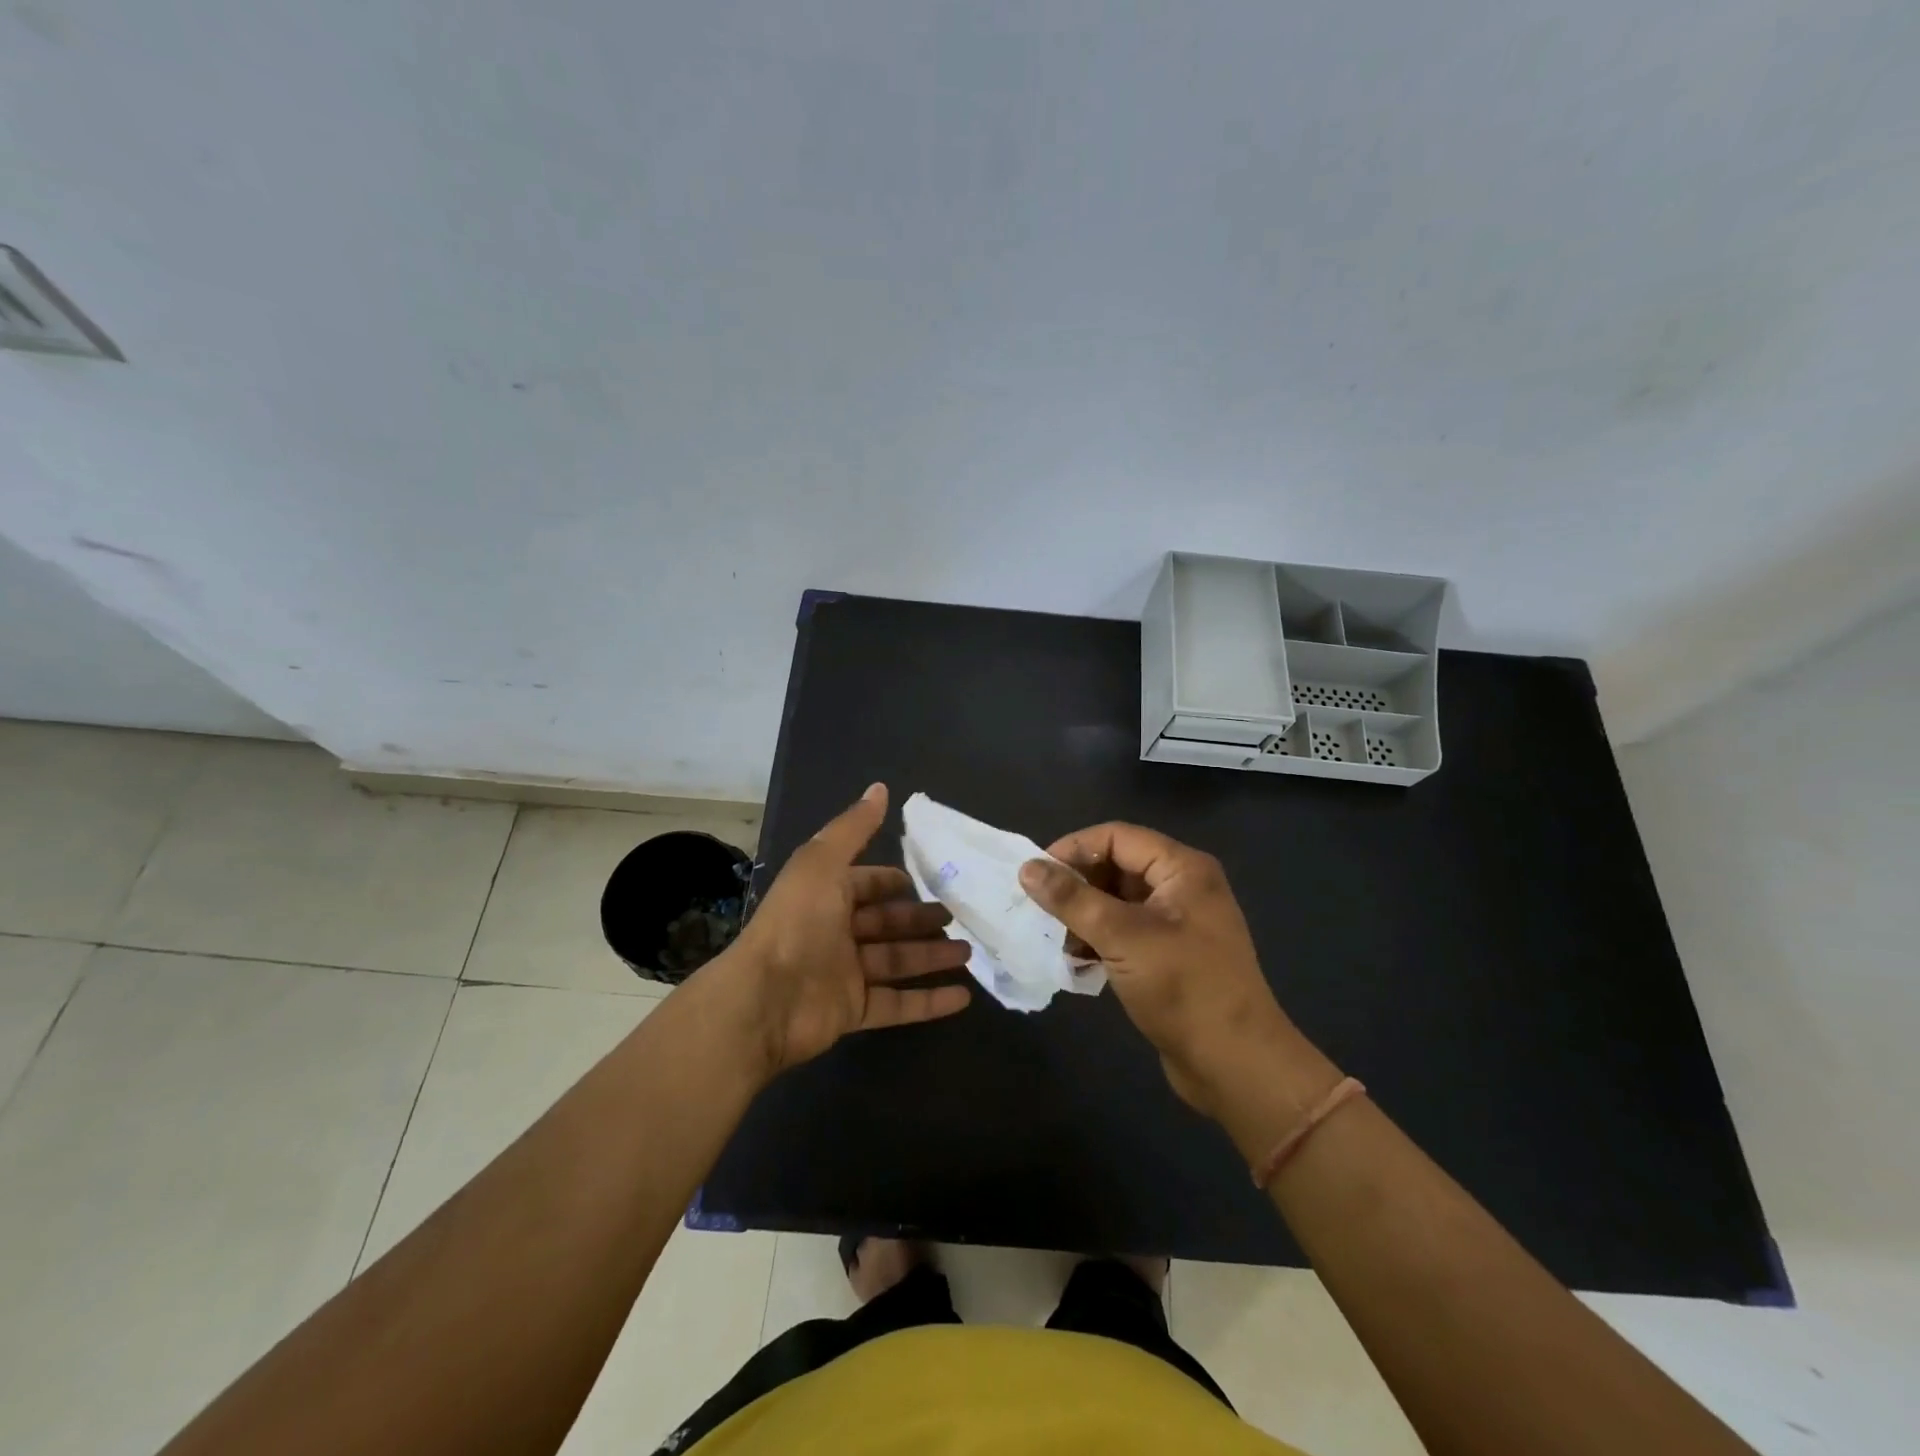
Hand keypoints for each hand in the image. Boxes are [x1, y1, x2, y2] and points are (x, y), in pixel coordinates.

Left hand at [727, 784, 971, 1075]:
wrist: (765, 1000)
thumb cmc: (797, 923)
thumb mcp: (823, 863)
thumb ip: (854, 828)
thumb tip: (880, 787)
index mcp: (826, 895)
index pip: (866, 884)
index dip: (893, 882)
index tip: (929, 881)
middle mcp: (835, 932)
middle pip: (886, 923)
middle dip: (920, 919)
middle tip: (958, 918)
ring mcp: (845, 974)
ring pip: (897, 961)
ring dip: (932, 957)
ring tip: (969, 951)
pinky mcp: (854, 1011)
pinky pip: (898, 1005)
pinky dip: (929, 1002)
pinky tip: (963, 996)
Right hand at [1019, 823, 1307, 1120]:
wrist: (1236, 1066)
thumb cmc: (1184, 988)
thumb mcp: (1122, 937)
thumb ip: (1072, 899)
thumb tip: (1027, 868)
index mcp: (1182, 869)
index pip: (1116, 836)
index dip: (1073, 849)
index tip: (1035, 874)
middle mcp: (1182, 887)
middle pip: (1116, 866)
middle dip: (1077, 885)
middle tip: (1040, 909)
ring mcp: (1178, 923)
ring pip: (1117, 901)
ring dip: (1084, 916)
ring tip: (1056, 940)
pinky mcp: (1170, 955)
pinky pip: (1125, 931)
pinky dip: (1098, 940)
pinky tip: (1076, 961)